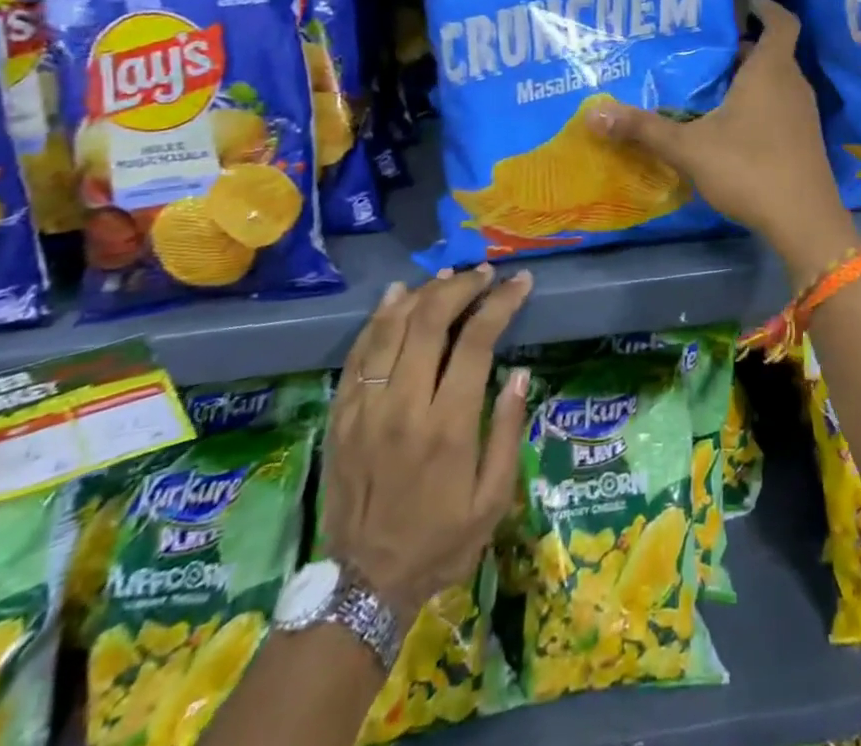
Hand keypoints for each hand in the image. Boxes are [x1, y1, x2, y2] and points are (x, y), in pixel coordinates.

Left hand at [325, 267, 533, 620]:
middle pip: (429, 320)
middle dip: (461, 286)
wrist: (361, 587)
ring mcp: (365, 409)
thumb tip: (519, 373)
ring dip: (422, 293)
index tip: (520, 282)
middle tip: (484, 274)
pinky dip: (378, 318)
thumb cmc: (440, 542)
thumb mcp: (492, 500)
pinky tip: (396, 296)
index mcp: (448, 426)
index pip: (476, 341)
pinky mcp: (340, 416)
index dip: (501, 302)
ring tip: (448, 277)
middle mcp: (404, 407)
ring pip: (390, 328)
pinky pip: (358, 353)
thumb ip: (506, 431)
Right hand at [585, 0, 857, 283]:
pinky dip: (757, 103)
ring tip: (706, 85)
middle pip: (771, 52)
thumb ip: (643, 129)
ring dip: (747, 78)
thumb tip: (594, 113)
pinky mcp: (803, 139)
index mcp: (771, 70)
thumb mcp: (689, 148)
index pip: (781, 20)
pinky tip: (727, 125)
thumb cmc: (749, 169)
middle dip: (739, 47)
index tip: (739, 3)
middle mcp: (792, 84)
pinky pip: (779, 105)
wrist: (804, 221)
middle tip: (700, 50)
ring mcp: (802, 113)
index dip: (764, 6)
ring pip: (774, 81)